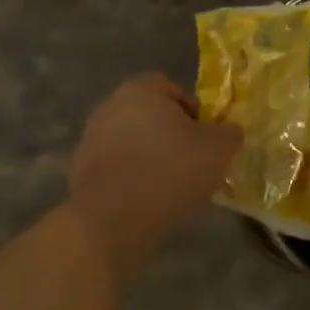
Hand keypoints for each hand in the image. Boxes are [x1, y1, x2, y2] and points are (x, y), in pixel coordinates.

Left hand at [67, 74, 241, 279]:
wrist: (112, 220)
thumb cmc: (170, 173)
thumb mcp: (218, 151)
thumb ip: (229, 133)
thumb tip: (229, 130)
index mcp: (142, 91)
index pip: (172, 89)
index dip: (193, 112)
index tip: (205, 140)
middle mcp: (111, 105)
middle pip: (150, 115)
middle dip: (171, 136)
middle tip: (192, 164)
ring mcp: (91, 137)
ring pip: (132, 141)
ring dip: (150, 157)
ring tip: (171, 187)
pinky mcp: (81, 169)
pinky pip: (116, 167)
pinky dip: (131, 178)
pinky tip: (146, 201)